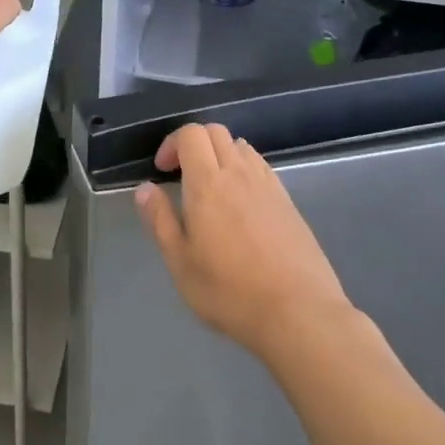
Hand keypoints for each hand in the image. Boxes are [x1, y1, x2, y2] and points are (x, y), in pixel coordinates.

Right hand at [135, 123, 352, 359]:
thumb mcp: (181, 263)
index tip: (162, 170)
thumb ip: (160, 220)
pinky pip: (261, 166)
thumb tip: (145, 188)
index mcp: (208, 183)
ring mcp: (268, 185)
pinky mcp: (288, 201)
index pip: (191, 134)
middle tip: (182, 175)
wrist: (299, 312)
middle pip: (216, 132)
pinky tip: (241, 202)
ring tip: (212, 187)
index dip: (172, 143)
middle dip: (194, 143)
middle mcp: (239, 173)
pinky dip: (244, 168)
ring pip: (241, 146)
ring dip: (220, 154)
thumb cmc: (230, 291)